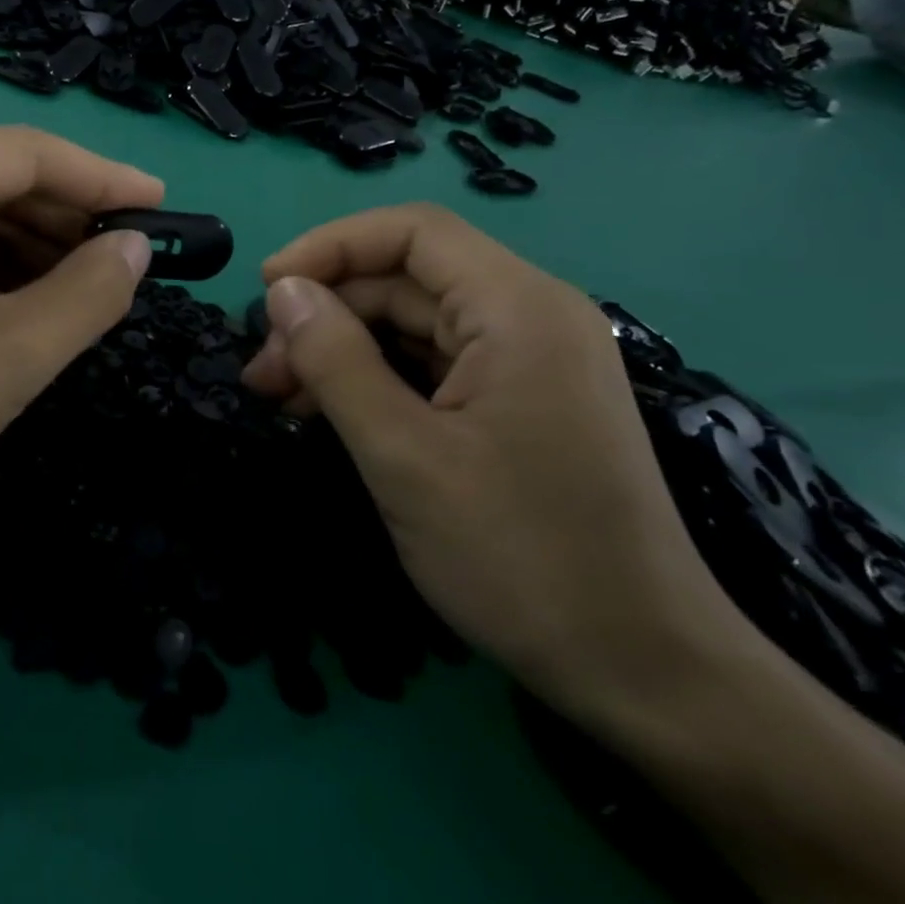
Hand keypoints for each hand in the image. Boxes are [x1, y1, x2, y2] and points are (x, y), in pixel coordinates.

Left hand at [0, 125, 160, 574]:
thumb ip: (91, 290)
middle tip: (126, 260)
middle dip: (63, 219)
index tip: (163, 206)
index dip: (106, 180)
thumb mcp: (13, 354)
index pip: (31, 154)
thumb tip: (134, 246)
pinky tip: (13, 296)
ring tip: (80, 286)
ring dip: (21, 243)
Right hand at [241, 204, 745, 725]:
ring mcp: (529, 360)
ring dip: (343, 349)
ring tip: (283, 398)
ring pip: (413, 323)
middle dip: (326, 313)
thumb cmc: (520, 557)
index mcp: (518, 309)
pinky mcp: (520, 400)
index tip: (265, 290)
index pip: (411, 232)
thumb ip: (335, 361)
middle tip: (263, 372)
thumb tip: (282, 292)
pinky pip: (434, 364)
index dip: (329, 247)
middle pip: (406, 278)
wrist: (642, 671)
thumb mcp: (403, 455)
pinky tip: (332, 413)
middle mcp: (530, 316)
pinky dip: (376, 379)